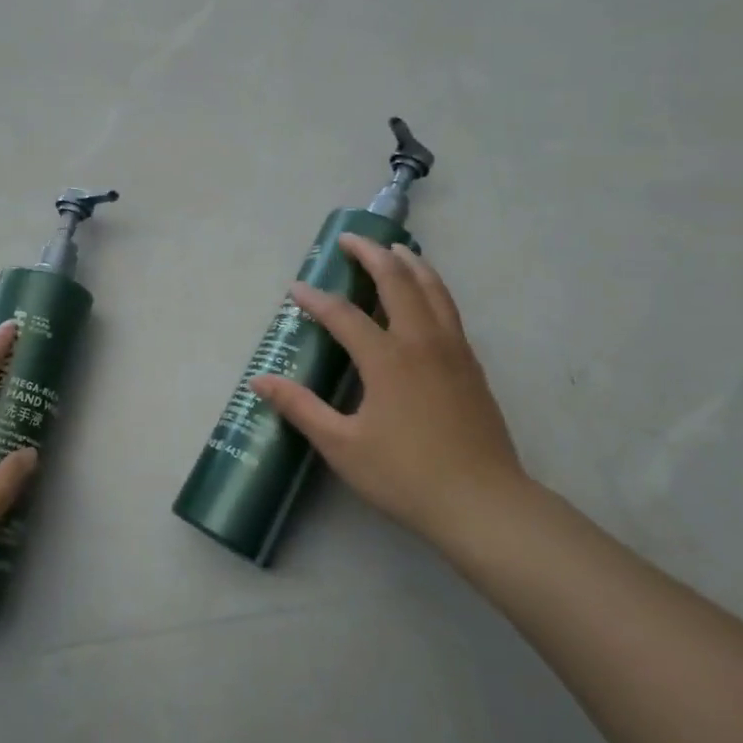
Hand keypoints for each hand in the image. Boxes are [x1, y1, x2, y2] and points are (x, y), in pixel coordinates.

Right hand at [250, 235, 530, 555]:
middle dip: (371, 254)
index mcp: (387, 359)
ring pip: (433, 289)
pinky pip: (449, 309)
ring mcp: (453, 351)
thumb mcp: (342, 446)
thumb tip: (259, 382)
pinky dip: (433, 287)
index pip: (343, 315)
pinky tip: (427, 295)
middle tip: (350, 239)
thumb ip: (301, 408)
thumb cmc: (406, 476)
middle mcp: (421, 342)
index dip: (315, 300)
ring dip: (410, 263)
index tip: (296, 289)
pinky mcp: (471, 365)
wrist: (483, 503)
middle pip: (396, 282)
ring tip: (394, 248)